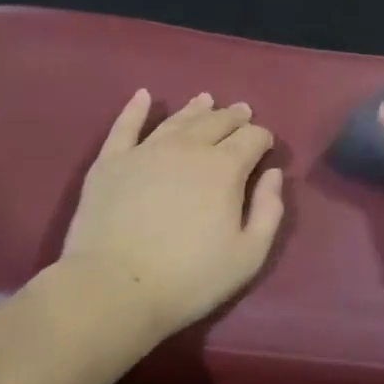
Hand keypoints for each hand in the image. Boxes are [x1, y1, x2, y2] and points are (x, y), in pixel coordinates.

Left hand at [62, 90, 284, 336]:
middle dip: (234, 116)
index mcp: (224, 168)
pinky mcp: (110, 162)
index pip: (251, 138)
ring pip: (177, 119)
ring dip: (196, 108)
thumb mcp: (248, 256)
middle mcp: (188, 148)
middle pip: (216, 122)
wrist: (114, 288)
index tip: (265, 144)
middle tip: (242, 111)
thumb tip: (272, 174)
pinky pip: (125, 126)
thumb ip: (268, 211)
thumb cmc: (189, 278)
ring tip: (206, 99)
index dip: (262, 137)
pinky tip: (143, 96)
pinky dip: (135, 108)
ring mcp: (146, 150)